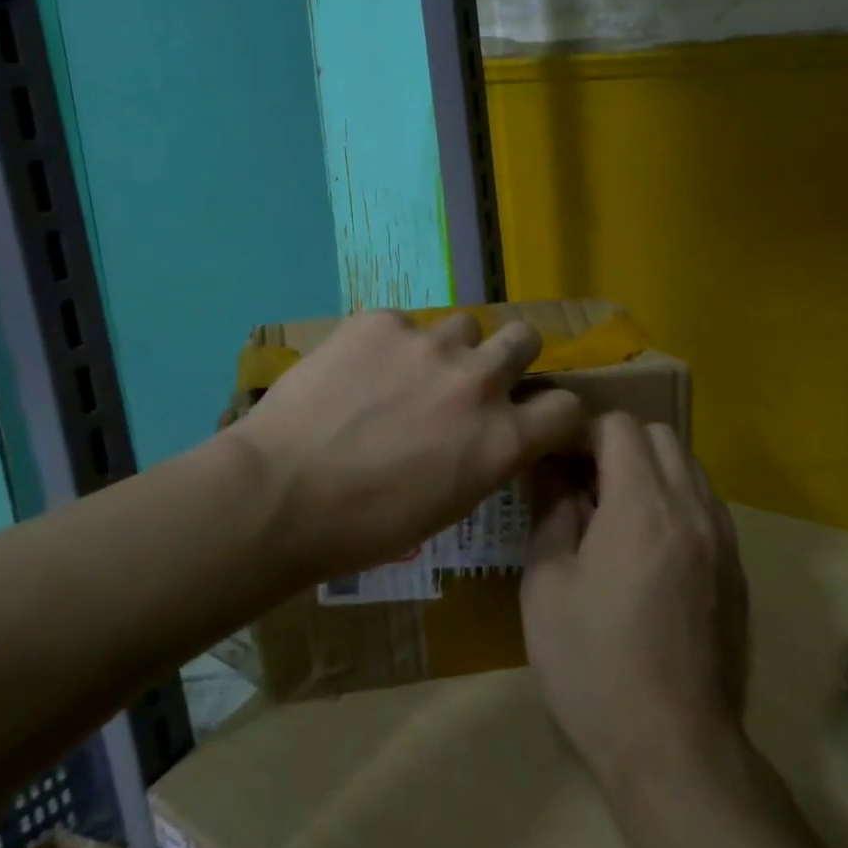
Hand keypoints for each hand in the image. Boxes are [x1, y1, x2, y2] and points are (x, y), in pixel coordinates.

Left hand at [232, 311, 584, 583]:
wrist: (280, 493)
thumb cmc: (364, 526)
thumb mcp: (447, 505)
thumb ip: (482, 456)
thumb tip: (487, 433)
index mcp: (502, 438)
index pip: (567, 407)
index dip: (553, 412)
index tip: (532, 416)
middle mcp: (478, 381)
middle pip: (525, 337)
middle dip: (510, 355)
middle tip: (474, 377)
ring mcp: (429, 343)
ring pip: (462, 325)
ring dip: (446, 349)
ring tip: (403, 374)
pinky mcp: (380, 321)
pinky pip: (401, 324)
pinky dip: (388, 345)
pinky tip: (355, 372)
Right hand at [521, 414, 748, 780]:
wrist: (675, 751)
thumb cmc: (595, 665)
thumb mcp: (547, 586)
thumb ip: (552, 514)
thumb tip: (554, 475)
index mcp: (642, 505)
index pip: (619, 426)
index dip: (583, 433)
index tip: (559, 463)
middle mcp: (692, 508)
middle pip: (661, 436)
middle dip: (619, 444)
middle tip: (585, 484)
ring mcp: (723, 540)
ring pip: (690, 467)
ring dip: (652, 470)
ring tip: (617, 513)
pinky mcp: (737, 571)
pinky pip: (707, 505)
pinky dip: (677, 501)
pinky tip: (650, 548)